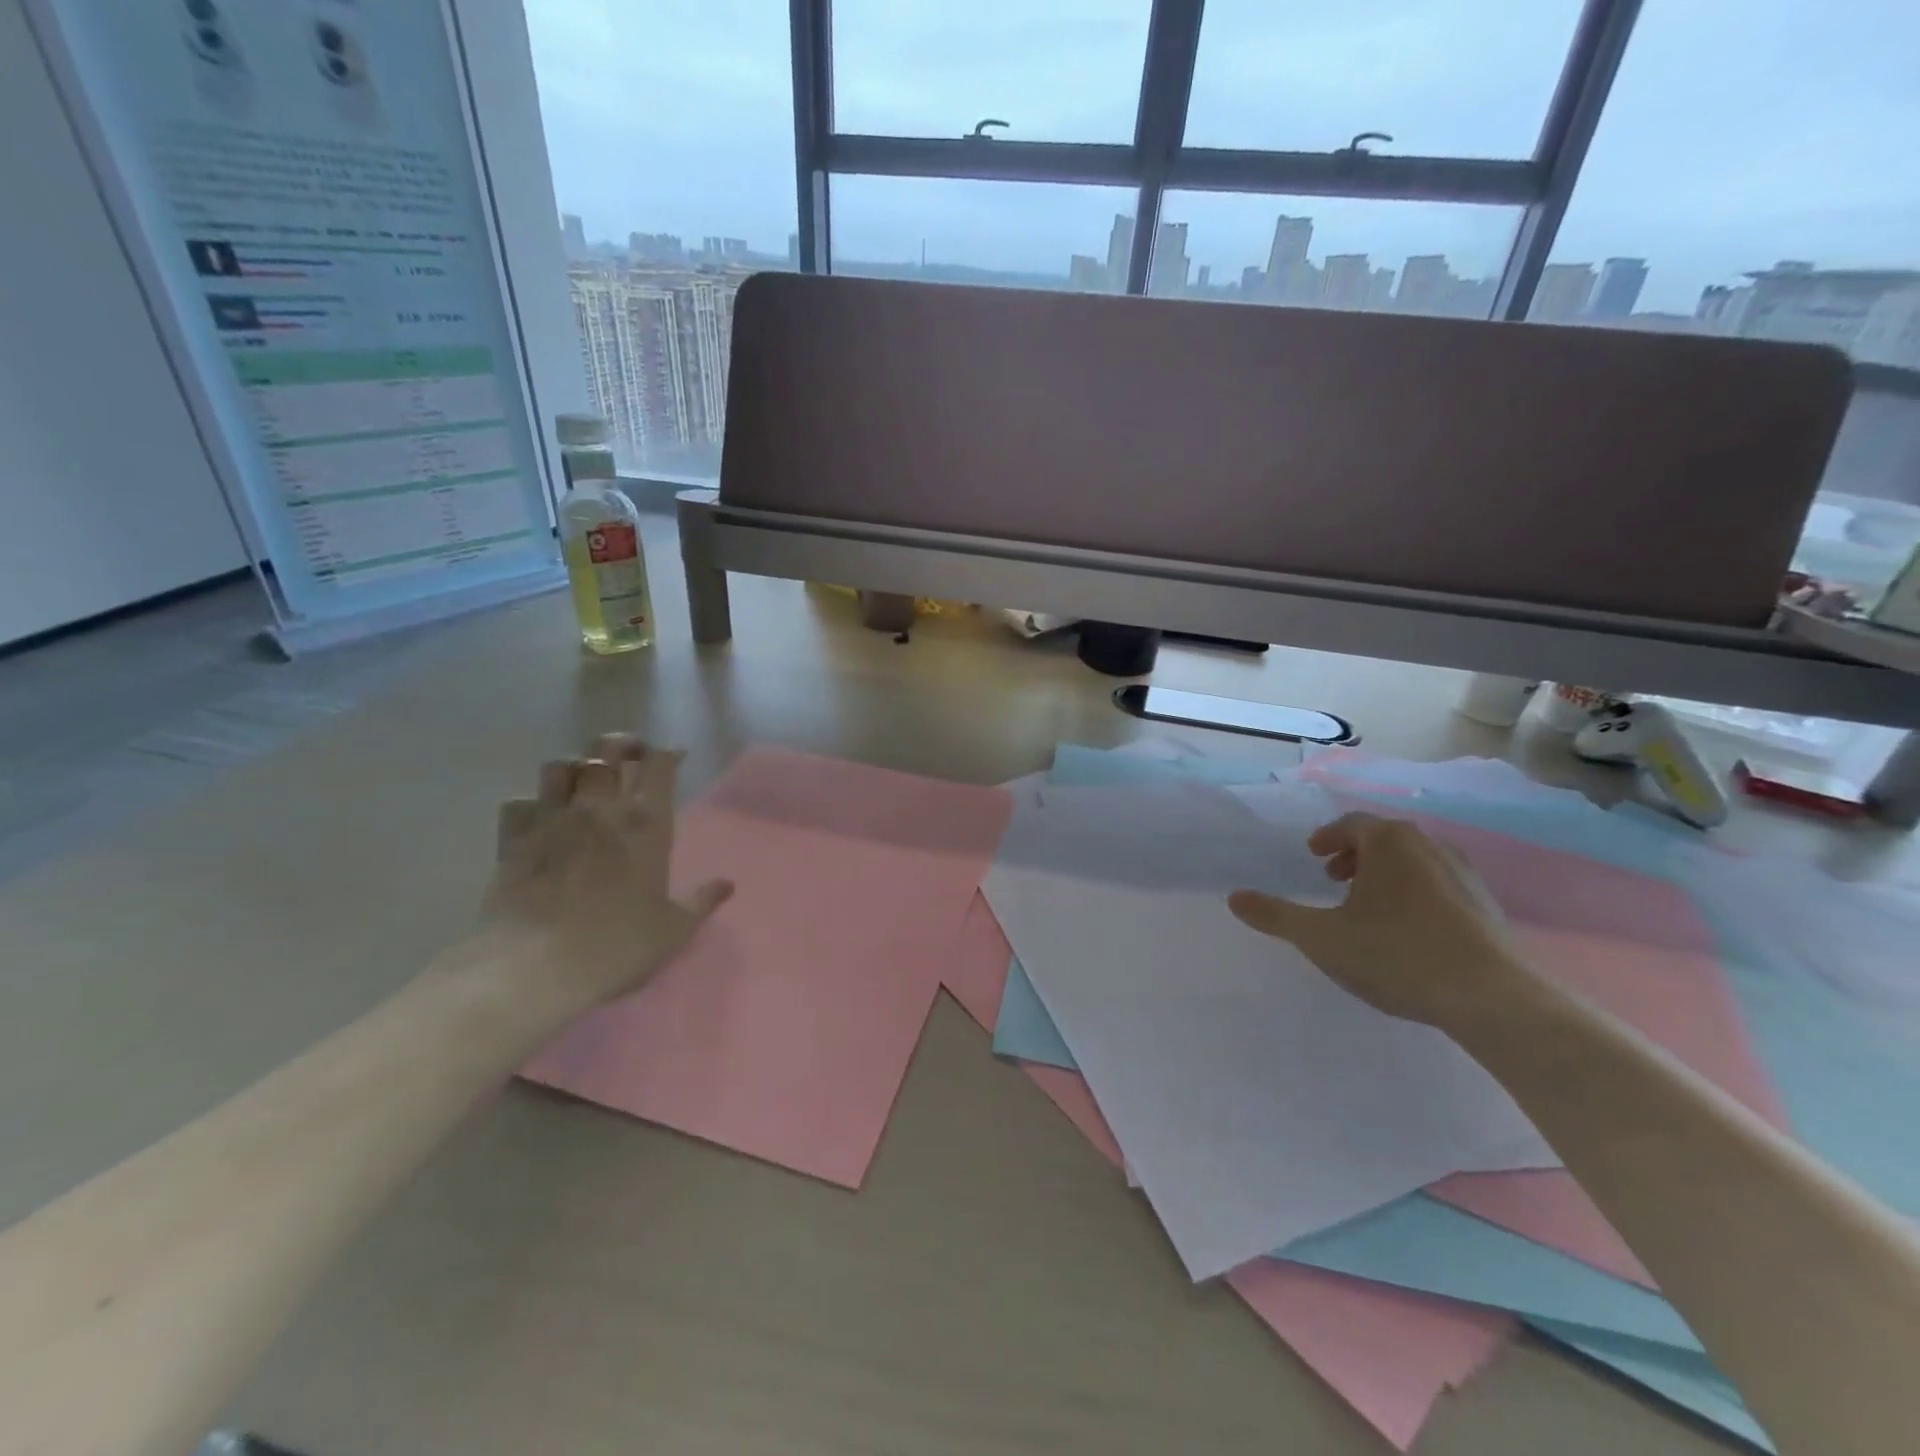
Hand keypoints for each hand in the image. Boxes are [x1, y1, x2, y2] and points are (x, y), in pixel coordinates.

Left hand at [476, 734, 731, 1012]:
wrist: (533, 969)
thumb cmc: (615, 947)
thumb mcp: (672, 930)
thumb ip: (701, 901)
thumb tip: (726, 885)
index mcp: (645, 825)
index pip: (659, 766)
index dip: (667, 754)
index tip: (674, 757)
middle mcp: (599, 809)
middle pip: (607, 751)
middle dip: (622, 745)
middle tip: (631, 754)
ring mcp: (551, 820)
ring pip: (559, 766)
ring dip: (574, 766)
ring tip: (584, 780)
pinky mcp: (513, 840)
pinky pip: (519, 803)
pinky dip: (532, 804)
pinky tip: (540, 818)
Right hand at [1228, 812, 1523, 1030]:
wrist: (1491, 998)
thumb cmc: (1395, 954)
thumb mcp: (1320, 937)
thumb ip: (1275, 915)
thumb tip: (1234, 897)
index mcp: (1388, 843)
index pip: (1351, 825)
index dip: (1328, 838)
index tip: (1314, 855)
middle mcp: (1429, 847)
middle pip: (1384, 839)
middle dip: (1355, 856)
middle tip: (1334, 878)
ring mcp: (1464, 876)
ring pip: (1414, 863)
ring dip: (1386, 875)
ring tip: (1368, 906)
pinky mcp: (1487, 908)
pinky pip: (1440, 887)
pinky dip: (1415, 895)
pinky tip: (1408, 932)